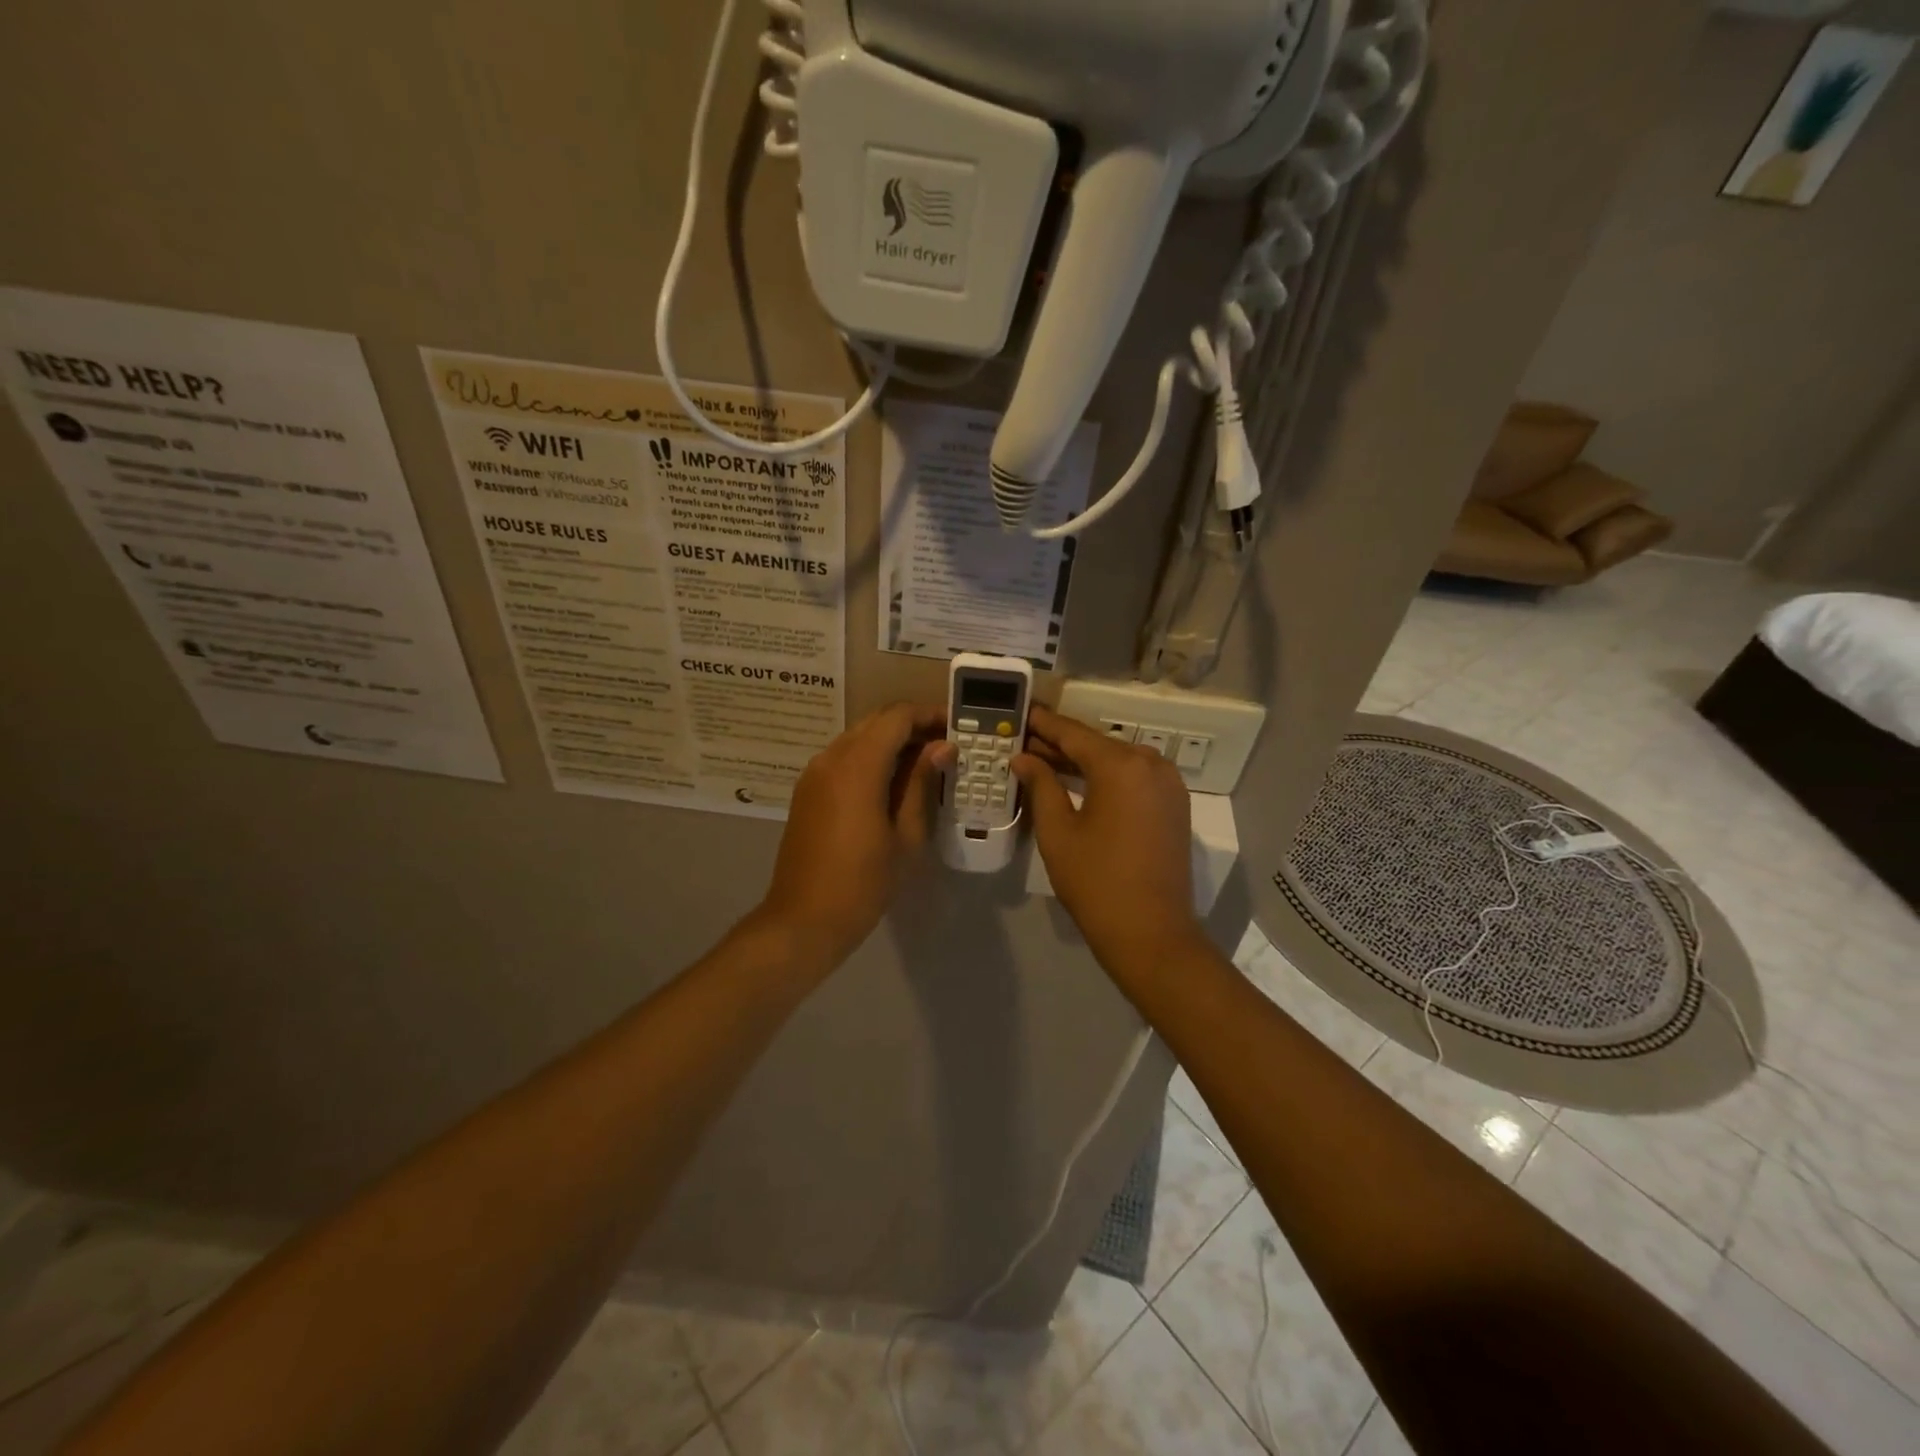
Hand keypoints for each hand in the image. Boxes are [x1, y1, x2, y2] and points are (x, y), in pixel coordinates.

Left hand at [755, 702, 953, 968]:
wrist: (803, 919)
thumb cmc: (863, 882)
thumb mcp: (905, 836)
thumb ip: (921, 784)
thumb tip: (941, 748)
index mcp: (857, 766)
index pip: (897, 717)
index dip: (929, 715)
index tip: (957, 727)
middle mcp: (831, 758)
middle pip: (876, 721)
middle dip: (912, 726)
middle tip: (945, 746)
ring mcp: (814, 773)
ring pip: (858, 738)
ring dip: (891, 742)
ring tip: (925, 765)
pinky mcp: (807, 791)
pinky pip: (843, 758)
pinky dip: (871, 758)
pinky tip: (893, 783)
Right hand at [1012, 705, 1205, 990]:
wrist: (1151, 932)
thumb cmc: (1096, 881)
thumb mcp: (1058, 831)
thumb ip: (1040, 785)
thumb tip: (1023, 758)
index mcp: (1121, 765)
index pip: (1072, 733)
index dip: (1042, 724)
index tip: (1019, 713)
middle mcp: (1151, 763)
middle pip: (1097, 745)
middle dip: (1060, 744)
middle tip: (1023, 742)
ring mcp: (1169, 784)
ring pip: (1117, 760)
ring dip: (1083, 761)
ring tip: (1044, 762)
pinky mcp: (1175, 804)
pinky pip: (1135, 777)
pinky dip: (1107, 776)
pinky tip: (1080, 783)